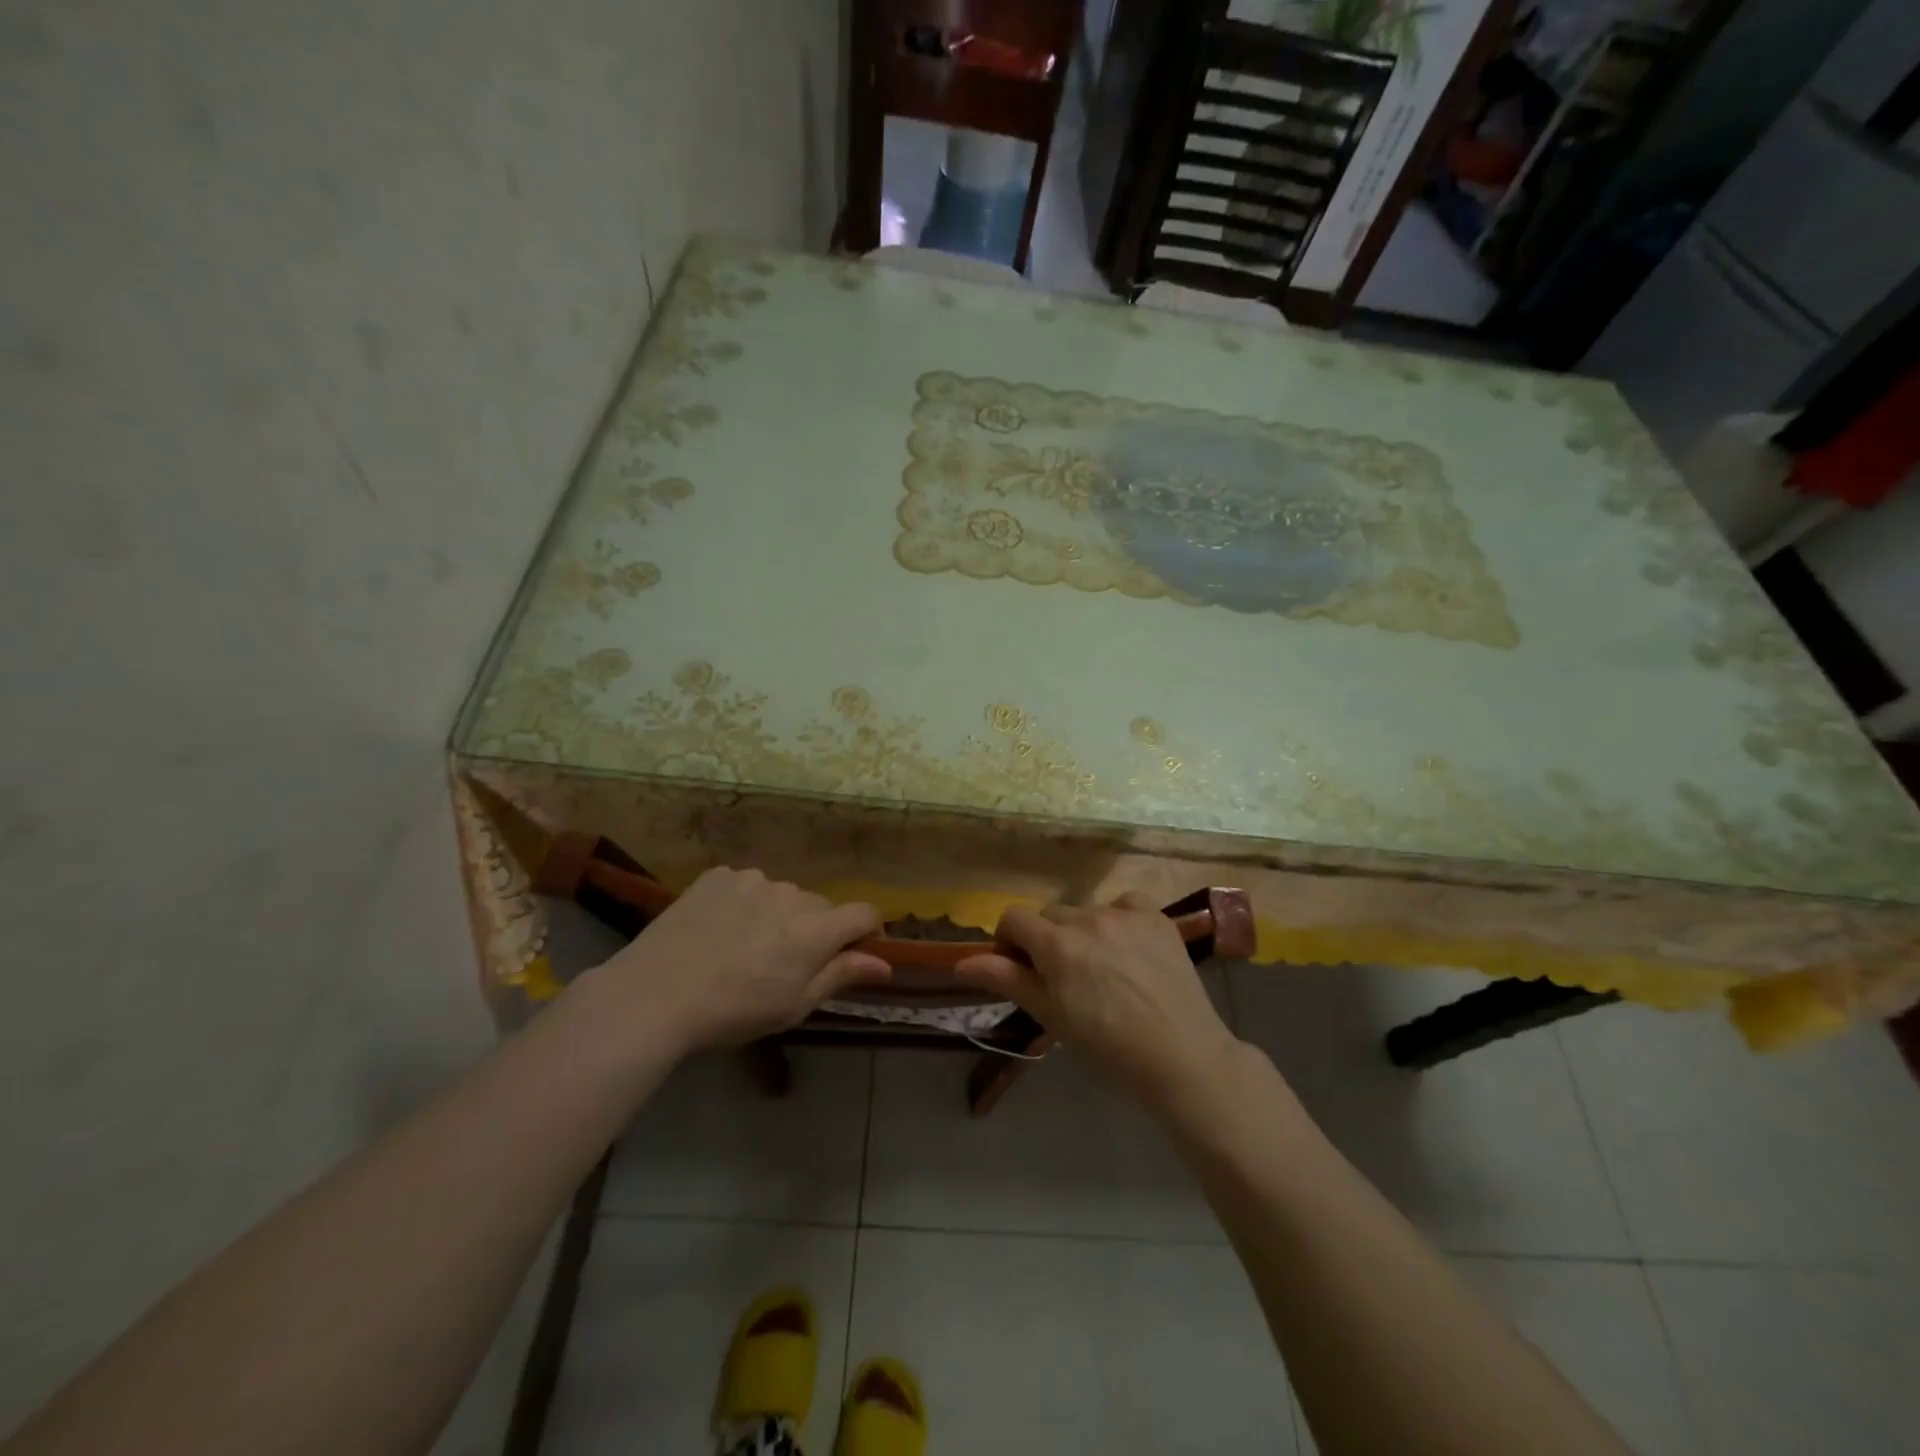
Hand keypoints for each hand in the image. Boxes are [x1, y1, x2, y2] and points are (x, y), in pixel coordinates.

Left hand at [582, 867, 890, 1051]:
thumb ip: (842, 975)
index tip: (851, 954)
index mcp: (815, 929)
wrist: (655, 994)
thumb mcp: (794, 1005)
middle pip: (820, 907)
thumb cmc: (733, 1012)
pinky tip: (718, 929)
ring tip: (744, 947)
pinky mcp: (719, 875)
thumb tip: (885, 963)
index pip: (863, 913)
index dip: (865, 932)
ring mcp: (753, 880)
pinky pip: (746, 885)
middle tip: (783, 964)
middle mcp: (791, 894)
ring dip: (777, 915)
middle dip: (814, 930)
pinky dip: (744, 903)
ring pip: (782, 895)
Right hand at [954, 893, 1240, 1106]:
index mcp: (1056, 943)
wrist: (1181, 1057)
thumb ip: (1006, 980)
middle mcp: (1087, 918)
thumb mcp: (1050, 1016)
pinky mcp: (1156, 916)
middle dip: (1048, 939)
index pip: (1013, 918)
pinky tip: (1129, 948)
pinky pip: (1124, 904)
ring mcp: (1125, 913)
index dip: (1010, 941)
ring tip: (1103, 969)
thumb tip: (962, 962)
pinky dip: (1119, 920)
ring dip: (1083, 931)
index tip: (1021, 969)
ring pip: (1086, 910)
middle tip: (1065, 978)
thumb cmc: (1107, 1047)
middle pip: (1050, 915)